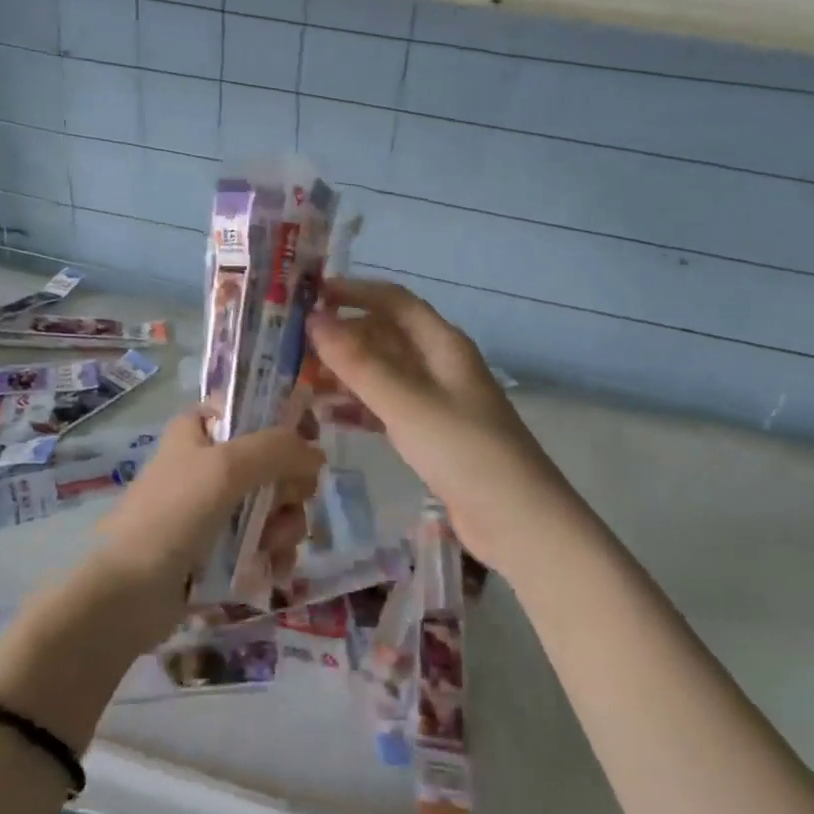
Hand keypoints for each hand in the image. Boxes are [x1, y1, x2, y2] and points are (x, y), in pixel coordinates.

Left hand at [88, 409, 322, 643]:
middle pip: (274, 460)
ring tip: (271, 546)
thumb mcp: (225, 467)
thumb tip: (316, 454)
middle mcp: (210, 462)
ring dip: (284, 525)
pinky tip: (273, 568)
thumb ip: (277, 449)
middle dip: (288, 486)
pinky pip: (266, 540)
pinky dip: (275, 552)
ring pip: (276, 504)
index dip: (285, 423)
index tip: (308, 445)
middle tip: (286, 501)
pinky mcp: (223, 548)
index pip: (253, 408)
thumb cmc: (173, 515)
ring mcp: (217, 507)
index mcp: (201, 429)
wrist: (129, 594)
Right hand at [306, 279, 574, 571]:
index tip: (310, 294)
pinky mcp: (431, 435)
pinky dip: (358, 406)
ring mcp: (436, 401)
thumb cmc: (465, 451)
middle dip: (343, 335)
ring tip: (301, 379)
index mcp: (443, 345)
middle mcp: (439, 365)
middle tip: (295, 345)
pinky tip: (327, 415)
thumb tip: (314, 320)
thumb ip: (359, 363)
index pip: (394, 301)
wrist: (518, 522)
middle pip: (386, 336)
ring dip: (346, 372)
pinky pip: (386, 407)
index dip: (354, 292)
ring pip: (383, 373)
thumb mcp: (407, 403)